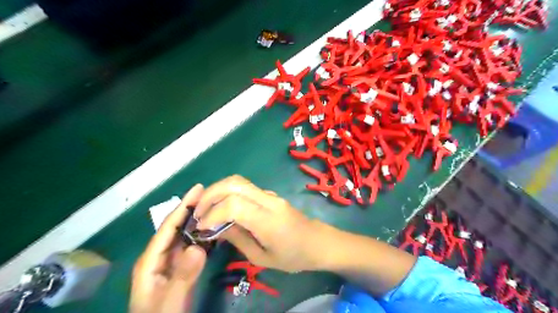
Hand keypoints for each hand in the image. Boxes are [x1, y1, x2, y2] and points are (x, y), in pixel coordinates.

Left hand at [130, 186, 206, 312]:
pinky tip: (214, 230)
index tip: (198, 188)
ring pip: (185, 236)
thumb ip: (182, 276)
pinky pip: (192, 247)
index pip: (168, 227)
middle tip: (210, 194)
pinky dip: (202, 236)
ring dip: (198, 221)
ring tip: (214, 207)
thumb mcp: (170, 302)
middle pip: (176, 227)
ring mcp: (170, 263)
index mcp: (151, 260)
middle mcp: (159, 257)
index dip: (183, 206)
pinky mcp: (180, 269)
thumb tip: (198, 247)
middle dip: (191, 209)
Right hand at [194, 175, 322, 272]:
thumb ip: (238, 240)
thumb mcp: (262, 258)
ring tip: (206, 208)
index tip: (202, 227)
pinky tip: (222, 207)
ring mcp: (270, 194)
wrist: (317, 241)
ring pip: (239, 181)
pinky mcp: (270, 194)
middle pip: (234, 183)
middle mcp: (269, 200)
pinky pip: (245, 188)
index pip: (234, 204)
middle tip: (198, 212)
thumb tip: (216, 228)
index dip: (213, 213)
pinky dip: (228, 193)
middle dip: (210, 194)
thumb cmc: (292, 255)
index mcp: (268, 219)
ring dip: (218, 190)